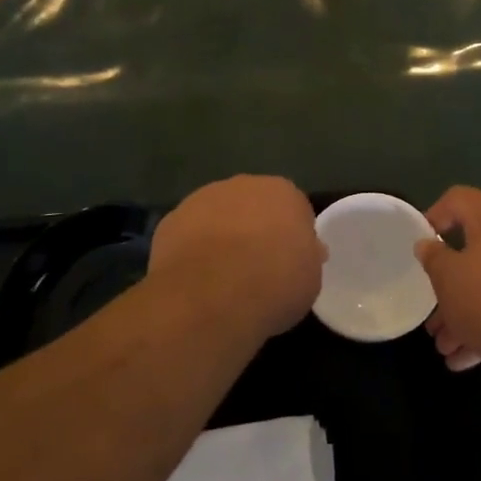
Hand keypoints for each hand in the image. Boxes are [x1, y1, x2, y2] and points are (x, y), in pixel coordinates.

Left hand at [149, 175, 325, 339]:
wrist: (212, 295)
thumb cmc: (274, 284)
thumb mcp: (310, 277)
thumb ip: (307, 256)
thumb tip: (306, 250)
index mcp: (283, 192)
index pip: (292, 208)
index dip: (291, 235)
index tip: (289, 261)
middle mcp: (243, 185)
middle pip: (253, 205)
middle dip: (254, 228)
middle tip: (256, 266)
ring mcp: (203, 198)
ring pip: (218, 215)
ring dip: (221, 236)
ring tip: (222, 277)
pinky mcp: (171, 220)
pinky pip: (189, 234)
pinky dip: (192, 251)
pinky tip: (195, 279)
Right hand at [415, 186, 480, 388]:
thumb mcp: (448, 280)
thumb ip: (433, 257)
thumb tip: (428, 243)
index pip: (459, 198)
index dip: (434, 215)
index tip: (422, 245)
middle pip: (475, 249)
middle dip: (449, 284)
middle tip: (432, 313)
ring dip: (465, 312)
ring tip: (446, 348)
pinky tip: (469, 358)